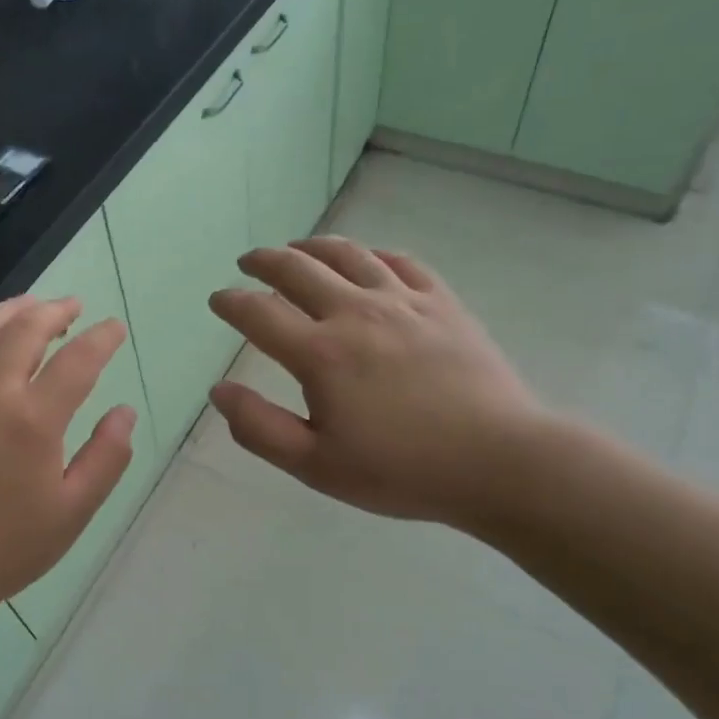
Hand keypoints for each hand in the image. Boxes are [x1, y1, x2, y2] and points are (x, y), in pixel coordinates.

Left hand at [0, 297, 136, 661]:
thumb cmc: (4, 547)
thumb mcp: (72, 512)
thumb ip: (106, 457)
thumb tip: (125, 412)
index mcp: (33, 419)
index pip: (78, 359)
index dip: (102, 338)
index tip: (114, 329)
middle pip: (25, 328)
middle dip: (56, 310)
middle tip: (74, 308)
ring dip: (11, 310)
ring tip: (30, 308)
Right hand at [207, 238, 547, 532]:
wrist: (500, 461)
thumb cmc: (402, 471)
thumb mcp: (317, 466)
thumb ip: (260, 428)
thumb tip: (219, 390)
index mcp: (320, 354)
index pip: (258, 313)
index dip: (231, 302)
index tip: (218, 299)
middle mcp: (355, 313)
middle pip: (297, 269)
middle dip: (264, 261)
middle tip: (249, 263)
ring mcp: (403, 302)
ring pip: (347, 254)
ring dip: (312, 247)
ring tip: (297, 248)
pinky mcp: (442, 303)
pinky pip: (400, 262)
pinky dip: (373, 254)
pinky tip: (366, 259)